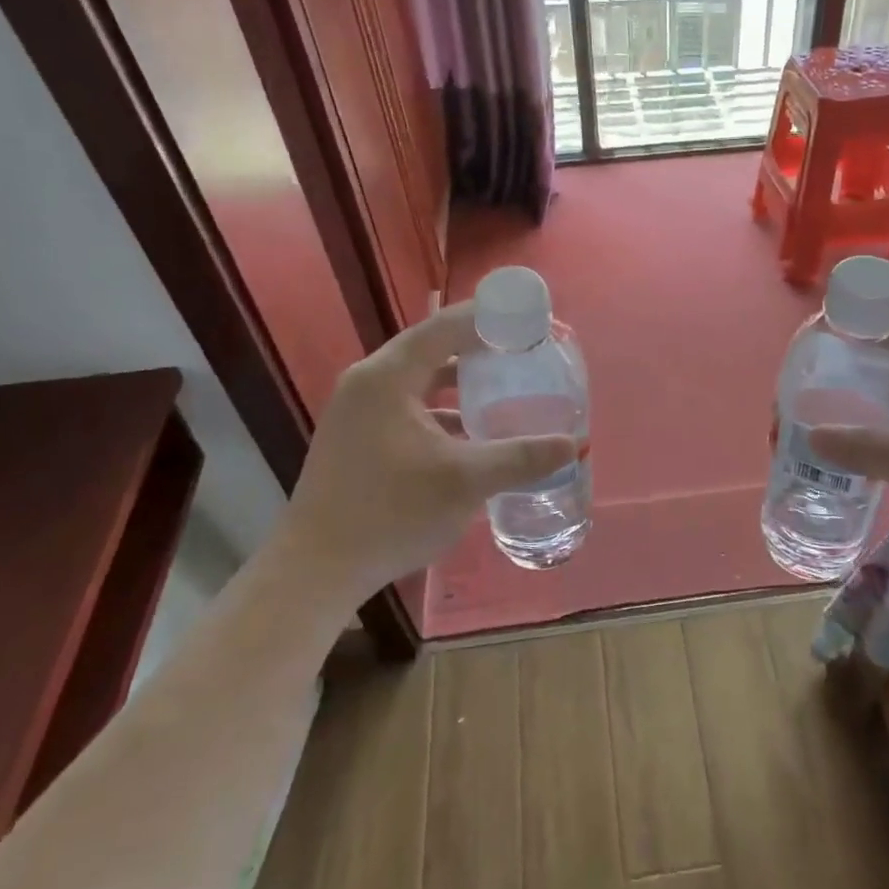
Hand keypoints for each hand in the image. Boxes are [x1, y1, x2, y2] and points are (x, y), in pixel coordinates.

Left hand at [280, 303, 576, 600]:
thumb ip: (520, 458)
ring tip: (505, 386)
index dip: (489, 317)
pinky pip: (408, 406)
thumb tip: (573, 445)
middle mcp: (369, 382)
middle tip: (524, 351)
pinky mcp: (357, 438)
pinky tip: (472, 433)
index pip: (445, 326)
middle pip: (432, 347)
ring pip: (420, 379)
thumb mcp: (464, 482)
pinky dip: (442, 409)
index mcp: (388, 377)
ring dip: (462, 380)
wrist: (316, 571)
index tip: (529, 318)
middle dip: (480, 348)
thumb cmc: (389, 514)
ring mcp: (358, 411)